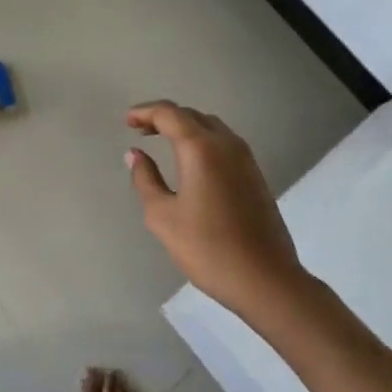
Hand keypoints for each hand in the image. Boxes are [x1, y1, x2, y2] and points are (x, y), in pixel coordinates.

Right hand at [126, 101, 307, 319]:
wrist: (265, 279)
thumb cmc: (207, 248)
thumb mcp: (163, 216)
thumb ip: (146, 179)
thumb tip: (135, 154)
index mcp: (201, 148)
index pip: (169, 114)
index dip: (145, 112)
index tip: (126, 121)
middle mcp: (226, 143)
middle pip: (191, 115)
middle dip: (163, 117)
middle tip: (140, 130)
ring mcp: (245, 158)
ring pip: (211, 127)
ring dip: (185, 127)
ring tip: (162, 140)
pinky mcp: (255, 175)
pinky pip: (224, 143)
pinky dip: (202, 140)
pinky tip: (191, 162)